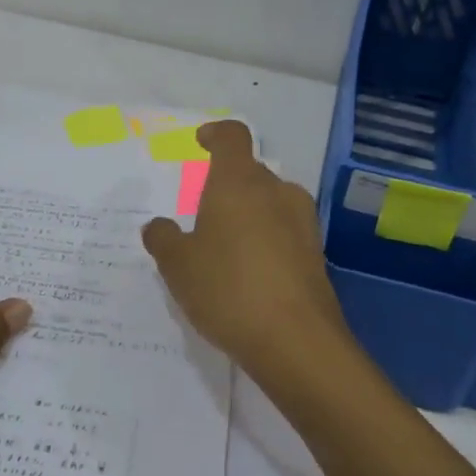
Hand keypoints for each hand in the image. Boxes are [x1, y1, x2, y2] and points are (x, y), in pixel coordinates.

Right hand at [140, 121, 350, 375]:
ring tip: (224, 248)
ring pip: (270, 205)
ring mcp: (303, 223)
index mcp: (239, 182)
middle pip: (251, 174)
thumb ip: (163, 239)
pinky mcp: (316, 255)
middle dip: (227, 187)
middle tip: (203, 215)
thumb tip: (158, 226)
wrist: (295, 340)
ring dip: (248, 216)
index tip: (202, 142)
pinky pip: (284, 234)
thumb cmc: (227, 288)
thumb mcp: (178, 266)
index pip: (232, 137)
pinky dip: (265, 242)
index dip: (216, 134)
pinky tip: (249, 274)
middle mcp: (277, 192)